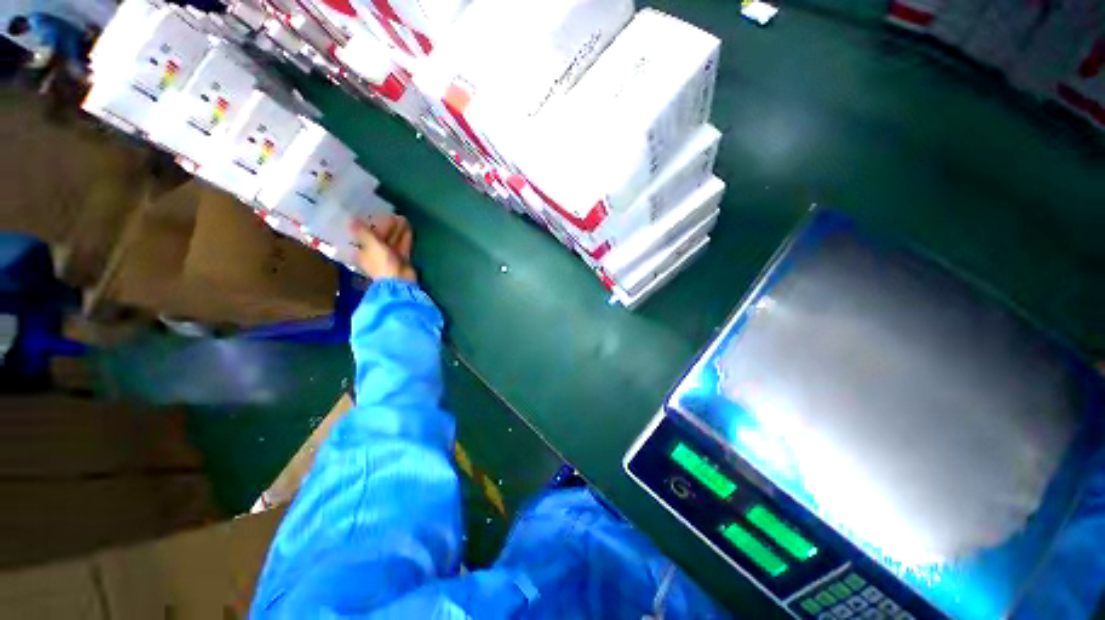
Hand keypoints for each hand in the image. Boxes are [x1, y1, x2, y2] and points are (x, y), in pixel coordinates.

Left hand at [352, 215, 416, 282]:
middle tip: (393, 214)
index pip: (364, 236)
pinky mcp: (402, 259)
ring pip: (393, 241)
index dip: (369, 225)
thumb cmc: (381, 263)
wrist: (400, 281)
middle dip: (387, 227)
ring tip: (403, 218)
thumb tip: (351, 220)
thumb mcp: (371, 245)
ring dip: (397, 230)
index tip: (374, 214)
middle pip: (381, 237)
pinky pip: (403, 245)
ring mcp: (390, 257)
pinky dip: (405, 237)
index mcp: (363, 251)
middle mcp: (375, 253)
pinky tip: (409, 227)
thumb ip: (364, 232)